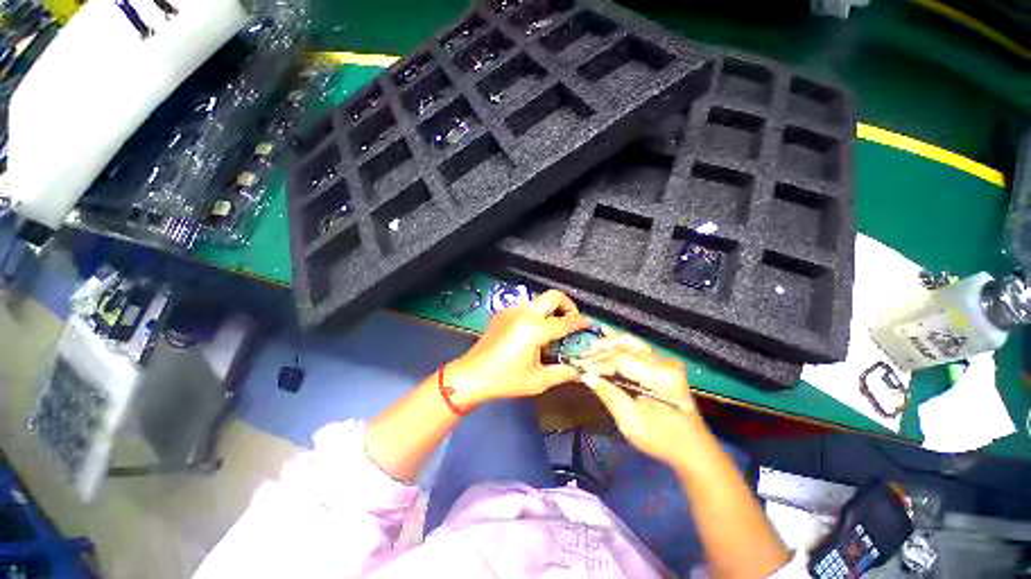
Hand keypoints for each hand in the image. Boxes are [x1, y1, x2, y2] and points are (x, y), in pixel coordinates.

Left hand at [448, 290, 590, 406]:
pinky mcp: (502, 313)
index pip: (565, 321)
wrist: (472, 375)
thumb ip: (562, 373)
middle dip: (567, 304)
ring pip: (538, 300)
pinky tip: (531, 332)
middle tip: (570, 320)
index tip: (588, 323)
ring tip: (551, 329)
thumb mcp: (538, 380)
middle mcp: (524, 314)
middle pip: (553, 295)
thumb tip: (578, 370)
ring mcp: (511, 311)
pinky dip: (535, 314)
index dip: (580, 322)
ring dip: (549, 310)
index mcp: (535, 329)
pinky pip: (525, 307)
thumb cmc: (506, 379)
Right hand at [578, 332, 707, 466]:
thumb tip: (585, 375)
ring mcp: (664, 360)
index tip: (578, 367)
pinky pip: (636, 346)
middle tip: (579, 359)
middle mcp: (664, 362)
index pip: (622, 361)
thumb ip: (608, 394)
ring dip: (606, 345)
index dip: (598, 363)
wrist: (691, 448)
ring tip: (588, 350)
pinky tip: (605, 333)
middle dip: (599, 353)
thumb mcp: (631, 422)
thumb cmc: (661, 439)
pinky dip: (618, 341)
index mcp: (661, 377)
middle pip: (625, 348)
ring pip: (629, 343)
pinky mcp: (661, 363)